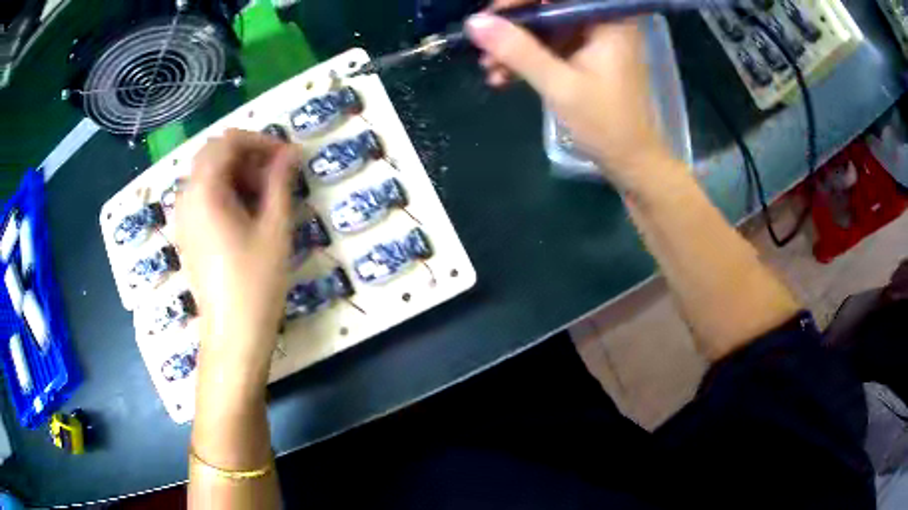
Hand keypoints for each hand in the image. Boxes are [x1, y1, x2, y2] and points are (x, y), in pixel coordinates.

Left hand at [176, 129, 296, 384]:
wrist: (233, 334)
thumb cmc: (255, 283)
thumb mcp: (274, 228)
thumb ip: (280, 182)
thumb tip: (290, 152)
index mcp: (204, 191)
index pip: (228, 141)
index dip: (260, 141)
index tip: (286, 156)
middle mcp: (187, 198)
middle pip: (214, 154)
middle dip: (247, 155)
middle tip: (276, 176)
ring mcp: (184, 218)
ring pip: (208, 174)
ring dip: (237, 173)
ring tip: (265, 197)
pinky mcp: (187, 234)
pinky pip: (203, 196)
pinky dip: (225, 191)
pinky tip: (246, 215)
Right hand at [466, 1, 676, 191]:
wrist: (631, 161)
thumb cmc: (607, 124)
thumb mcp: (560, 86)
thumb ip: (518, 50)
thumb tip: (474, 23)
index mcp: (609, 19)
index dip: (520, 1)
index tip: (490, 16)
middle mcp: (602, 21)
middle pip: (547, 6)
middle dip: (512, 26)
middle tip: (482, 44)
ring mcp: (593, 38)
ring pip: (544, 27)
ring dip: (513, 46)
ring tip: (489, 69)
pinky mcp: (585, 55)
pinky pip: (549, 46)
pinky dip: (526, 59)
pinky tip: (503, 77)